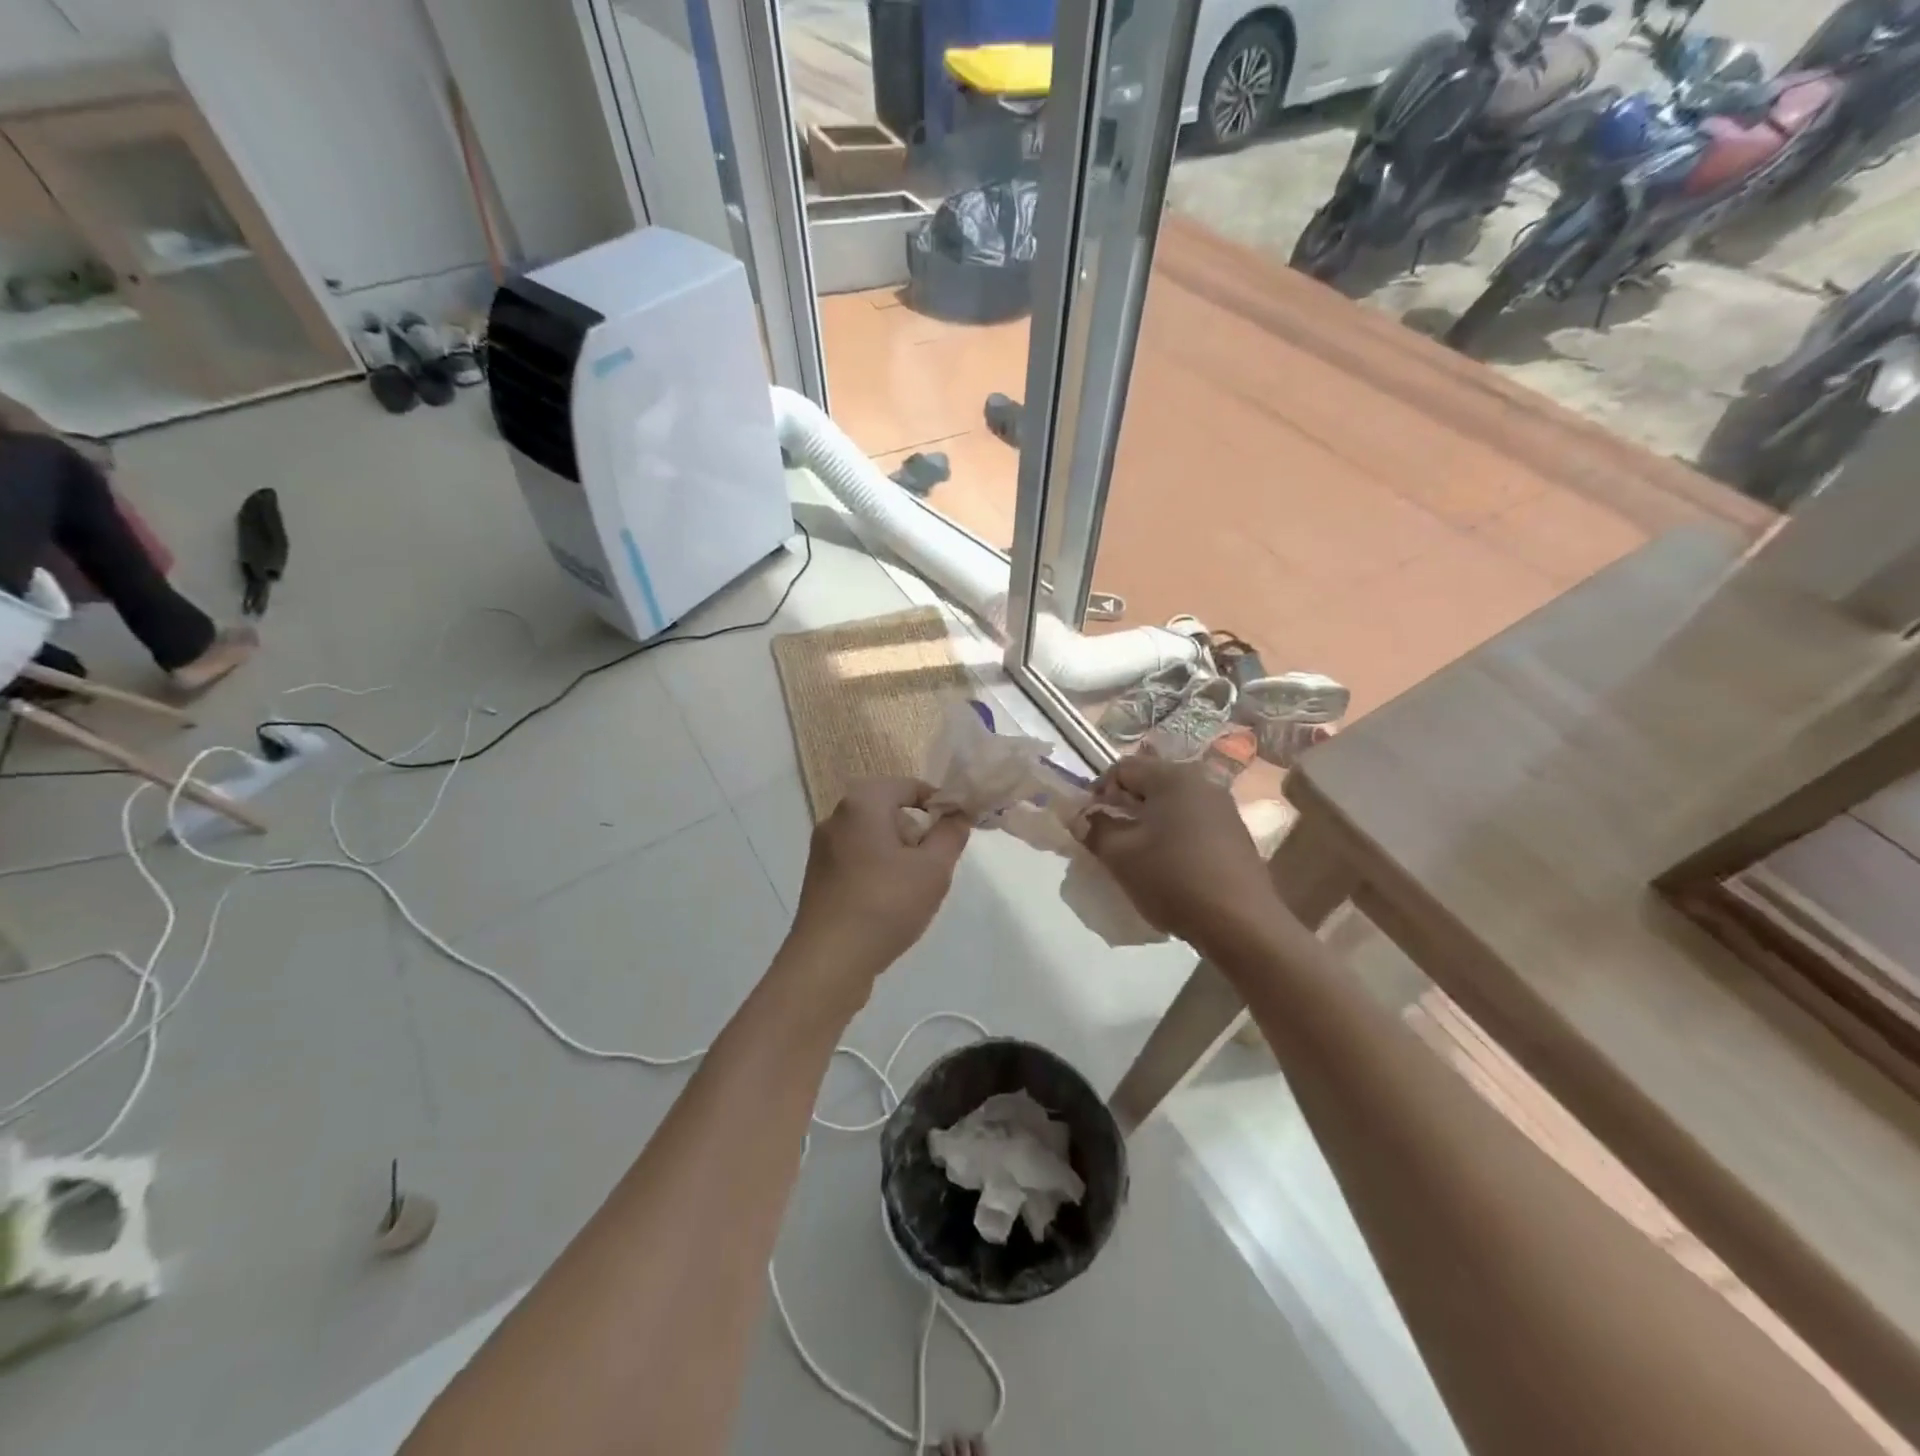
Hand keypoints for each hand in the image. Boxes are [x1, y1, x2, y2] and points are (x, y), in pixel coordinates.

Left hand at [787, 777, 970, 982]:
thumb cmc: (886, 904)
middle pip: (891, 811)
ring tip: (913, 891)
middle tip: (934, 867)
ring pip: (875, 838)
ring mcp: (823, 848)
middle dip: (918, 834)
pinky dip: (878, 872)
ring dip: (899, 856)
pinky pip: (858, 860)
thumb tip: (958, 815)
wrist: (829, 961)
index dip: (940, 805)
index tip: (957, 832)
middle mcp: (837, 817)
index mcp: (862, 803)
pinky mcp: (818, 876)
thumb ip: (951, 834)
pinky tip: (888, 905)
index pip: (910, 786)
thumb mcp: (933, 868)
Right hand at [1083, 754, 1274, 948]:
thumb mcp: (1120, 855)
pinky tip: (1167, 864)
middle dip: (1123, 806)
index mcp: (1173, 777)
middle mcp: (1202, 782)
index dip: (1097, 792)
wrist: (1241, 923)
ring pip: (1171, 804)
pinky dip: (1171, 835)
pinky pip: (1191, 822)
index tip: (1087, 822)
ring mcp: (1223, 808)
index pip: (1122, 769)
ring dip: (1147, 822)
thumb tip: (1083, 818)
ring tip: (1135, 853)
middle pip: (1149, 783)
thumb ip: (1094, 829)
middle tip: (1108, 838)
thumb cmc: (1173, 879)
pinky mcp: (1234, 833)